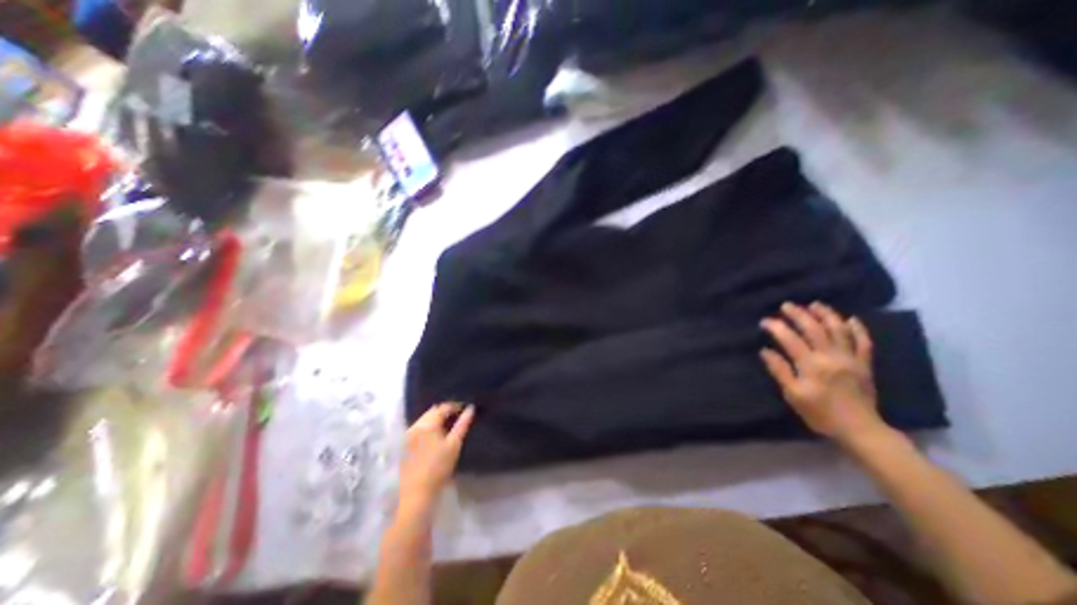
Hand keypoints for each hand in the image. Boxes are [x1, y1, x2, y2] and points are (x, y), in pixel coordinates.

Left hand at [400, 403, 474, 508]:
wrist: (418, 493)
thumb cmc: (439, 467)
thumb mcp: (454, 444)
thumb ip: (463, 424)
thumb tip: (470, 409)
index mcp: (427, 424)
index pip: (443, 407)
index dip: (456, 406)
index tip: (466, 410)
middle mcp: (416, 425)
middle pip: (433, 411)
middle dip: (445, 411)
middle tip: (459, 417)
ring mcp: (408, 435)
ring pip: (425, 419)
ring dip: (437, 419)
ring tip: (449, 426)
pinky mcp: (405, 444)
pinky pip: (419, 428)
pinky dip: (429, 427)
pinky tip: (437, 436)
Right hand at [756, 304, 883, 445]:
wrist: (860, 430)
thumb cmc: (820, 413)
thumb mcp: (793, 395)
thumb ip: (779, 371)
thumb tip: (765, 351)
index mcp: (811, 365)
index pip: (790, 339)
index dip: (776, 327)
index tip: (765, 321)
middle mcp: (831, 356)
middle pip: (814, 329)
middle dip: (799, 315)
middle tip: (786, 305)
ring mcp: (851, 359)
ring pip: (839, 330)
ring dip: (826, 315)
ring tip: (814, 305)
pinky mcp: (865, 364)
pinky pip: (864, 342)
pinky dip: (858, 329)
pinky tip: (850, 319)